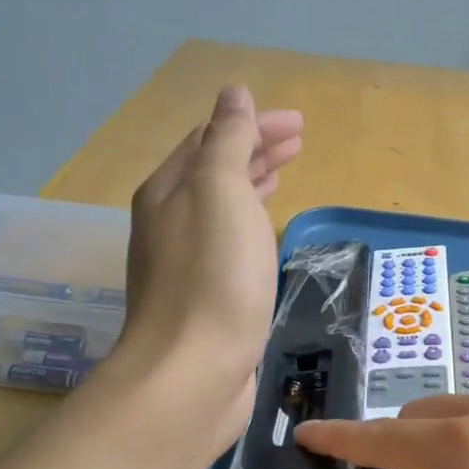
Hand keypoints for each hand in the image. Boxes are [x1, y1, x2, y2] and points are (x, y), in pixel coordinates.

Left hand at [111, 85, 301, 454]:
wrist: (192, 374)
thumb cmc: (213, 278)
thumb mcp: (221, 193)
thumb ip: (227, 140)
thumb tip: (232, 94)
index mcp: (169, 191)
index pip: (211, 139)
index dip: (253, 124)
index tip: (298, 124)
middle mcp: (170, 222)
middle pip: (214, 171)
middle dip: (255, 149)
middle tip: (299, 141)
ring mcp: (184, 264)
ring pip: (222, 208)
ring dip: (253, 183)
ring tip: (285, 174)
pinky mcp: (203, 299)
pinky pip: (229, 244)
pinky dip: (251, 224)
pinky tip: (266, 233)